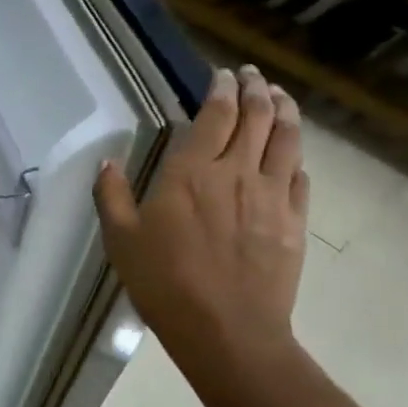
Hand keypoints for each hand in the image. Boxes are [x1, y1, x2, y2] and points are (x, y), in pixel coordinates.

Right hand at [94, 65, 309, 363]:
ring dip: (285, 112)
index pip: (216, 116)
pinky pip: (301, 178)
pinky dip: (296, 158)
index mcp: (191, 172)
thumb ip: (111, 196)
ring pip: (287, 139)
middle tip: (253, 76)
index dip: (222, 90)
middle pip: (256, 117)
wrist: (227, 331)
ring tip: (281, 97)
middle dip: (256, 89)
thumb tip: (106, 161)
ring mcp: (272, 195)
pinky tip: (294, 156)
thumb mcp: (121, 240)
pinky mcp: (294, 221)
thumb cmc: (165, 283)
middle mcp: (237, 172)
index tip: (223, 75)